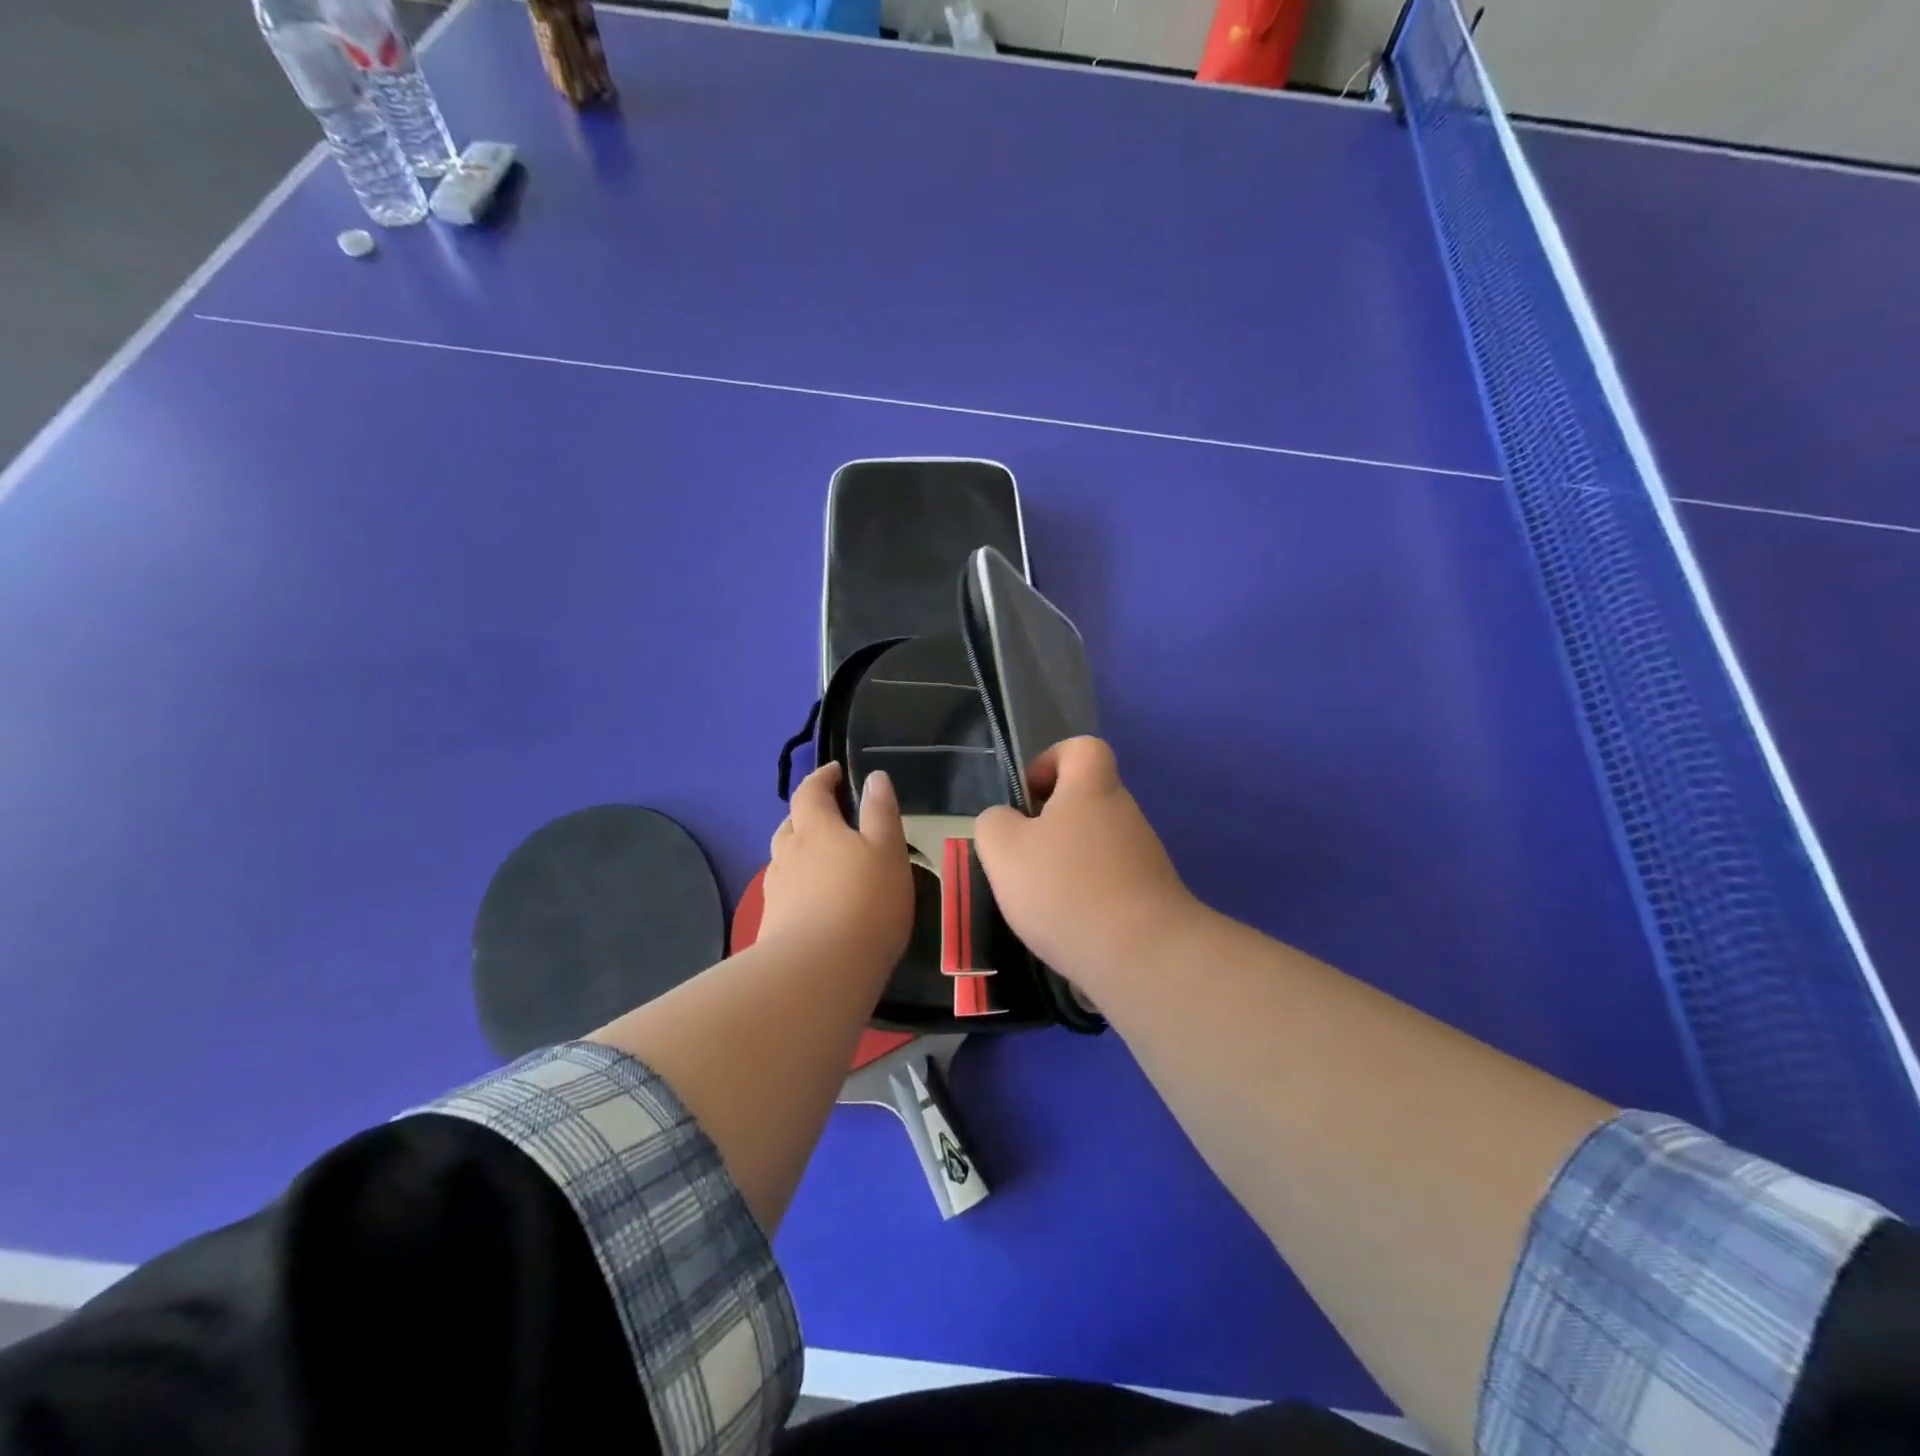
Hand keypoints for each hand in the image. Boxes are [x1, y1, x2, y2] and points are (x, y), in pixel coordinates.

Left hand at [761, 764, 913, 968]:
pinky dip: (799, 888)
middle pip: (791, 824)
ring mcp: (776, 891)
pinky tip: (815, 906)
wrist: (820, 971)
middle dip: (808, 816)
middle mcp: (788, 853)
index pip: (810, 791)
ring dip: (801, 853)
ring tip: (825, 864)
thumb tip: (874, 777)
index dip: (822, 778)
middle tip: (832, 820)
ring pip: (785, 860)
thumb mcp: (888, 851)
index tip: (835, 771)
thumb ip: (881, 812)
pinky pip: (785, 894)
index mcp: (815, 828)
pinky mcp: (772, 924)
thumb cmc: (865, 902)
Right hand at [975, 737, 1201, 990]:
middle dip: (1050, 824)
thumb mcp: (1004, 849)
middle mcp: (1124, 813)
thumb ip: (994, 823)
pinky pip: (1109, 882)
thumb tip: (1006, 822)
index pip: (1082, 748)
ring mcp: (1144, 856)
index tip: (1027, 800)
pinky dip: (1085, 897)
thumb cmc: (1065, 889)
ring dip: (1065, 864)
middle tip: (1021, 858)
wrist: (1142, 956)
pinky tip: (1067, 927)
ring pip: (1095, 844)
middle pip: (1085, 800)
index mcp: (1092, 788)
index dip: (1050, 762)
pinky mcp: (1152, 896)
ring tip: (1039, 900)